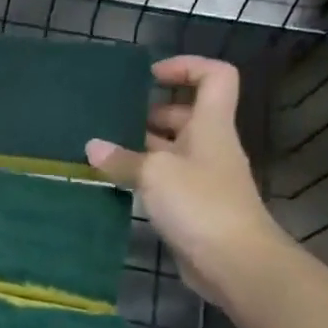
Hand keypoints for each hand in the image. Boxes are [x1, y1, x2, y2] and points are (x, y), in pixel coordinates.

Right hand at [84, 55, 294, 311]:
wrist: (235, 261)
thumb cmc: (200, 203)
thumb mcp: (154, 174)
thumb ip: (121, 159)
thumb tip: (92, 147)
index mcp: (210, 125)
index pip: (214, 77)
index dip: (186, 66)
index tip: (150, 75)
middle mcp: (209, 145)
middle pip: (185, 114)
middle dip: (150, 111)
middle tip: (112, 117)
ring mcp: (202, 176)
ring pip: (170, 148)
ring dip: (140, 146)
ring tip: (103, 149)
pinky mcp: (192, 205)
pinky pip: (165, 179)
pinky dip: (142, 176)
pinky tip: (115, 182)